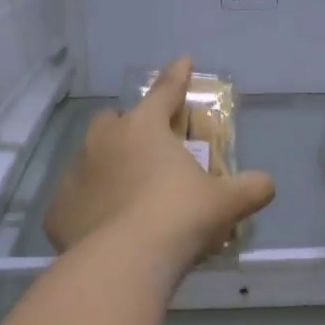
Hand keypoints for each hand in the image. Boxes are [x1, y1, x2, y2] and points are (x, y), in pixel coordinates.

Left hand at [45, 57, 275, 273]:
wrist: (124, 262)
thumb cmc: (179, 218)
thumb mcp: (225, 203)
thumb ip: (251, 188)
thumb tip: (267, 184)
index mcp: (144, 128)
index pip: (165, 92)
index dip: (177, 76)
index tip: (183, 61)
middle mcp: (102, 141)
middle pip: (114, 122)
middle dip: (129, 128)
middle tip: (147, 151)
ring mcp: (74, 174)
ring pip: (89, 160)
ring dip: (107, 169)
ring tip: (126, 195)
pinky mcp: (58, 210)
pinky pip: (75, 202)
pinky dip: (89, 209)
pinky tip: (104, 229)